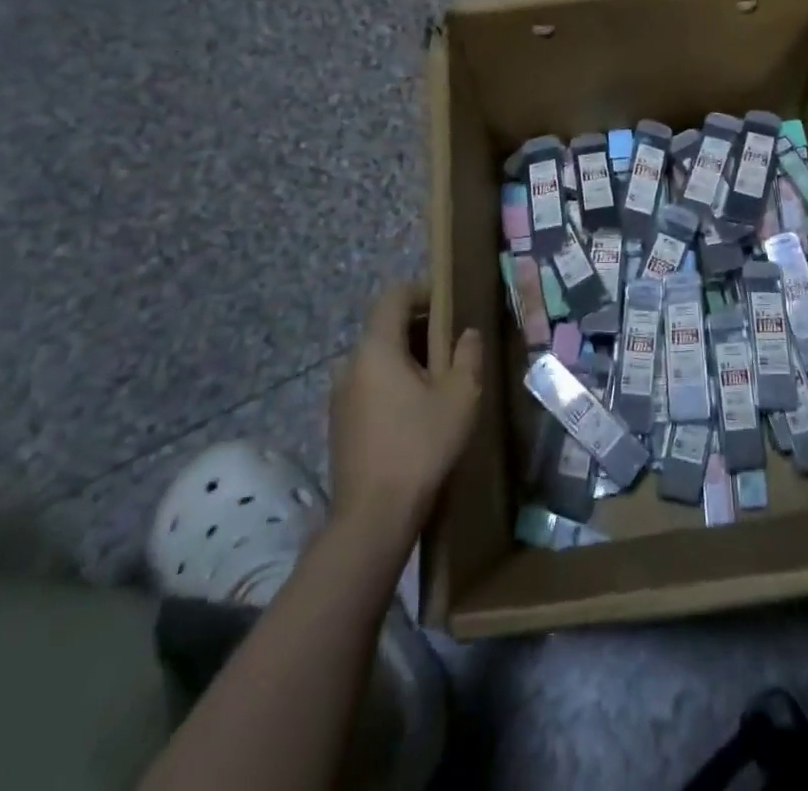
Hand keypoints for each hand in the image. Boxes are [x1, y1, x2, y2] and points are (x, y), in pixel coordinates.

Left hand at [330, 283, 481, 535]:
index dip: (423, 291)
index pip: (393, 296)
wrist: (373, 517)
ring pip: (378, 358)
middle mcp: (350, 363)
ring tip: (441, 378)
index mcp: (376, 348)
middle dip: (421, 327)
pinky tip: (418, 410)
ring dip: (408, 358)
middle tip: (455, 344)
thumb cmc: (421, 445)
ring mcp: (340, 395)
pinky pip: (370, 384)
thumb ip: (467, 355)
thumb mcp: (461, 396)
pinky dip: (394, 383)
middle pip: (385, 327)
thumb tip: (467, 333)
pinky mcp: (340, 423)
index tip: (450, 304)